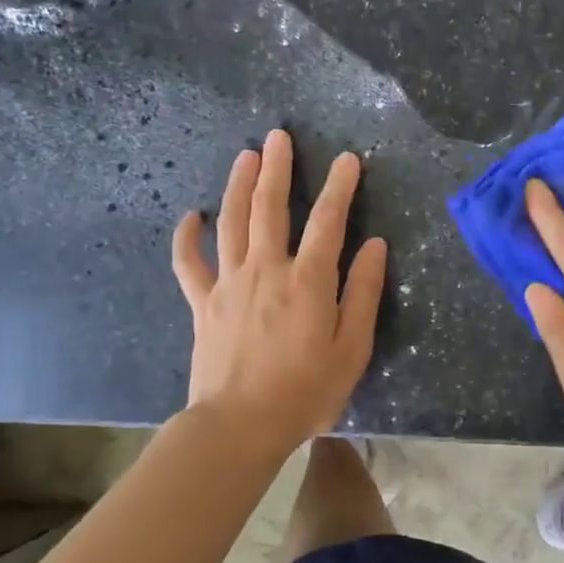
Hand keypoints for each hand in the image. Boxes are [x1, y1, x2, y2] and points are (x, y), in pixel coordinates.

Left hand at [170, 129, 387, 449]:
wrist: (239, 425)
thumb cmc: (306, 391)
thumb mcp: (352, 348)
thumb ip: (364, 293)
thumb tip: (375, 246)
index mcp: (309, 281)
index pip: (329, 221)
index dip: (340, 187)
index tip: (348, 159)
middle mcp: (267, 270)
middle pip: (271, 208)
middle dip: (278, 169)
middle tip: (279, 136)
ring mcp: (229, 283)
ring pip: (232, 222)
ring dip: (239, 185)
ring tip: (246, 156)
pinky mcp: (202, 303)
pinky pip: (189, 262)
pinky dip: (188, 237)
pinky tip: (192, 215)